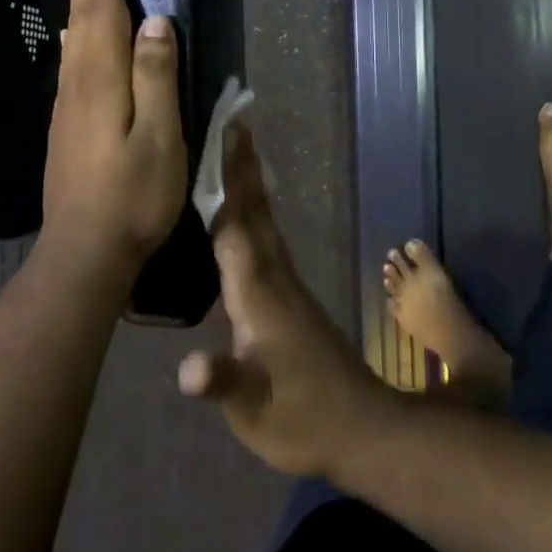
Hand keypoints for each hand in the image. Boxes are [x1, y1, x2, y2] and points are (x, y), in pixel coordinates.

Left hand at [40, 0, 188, 273]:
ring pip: (72, 38)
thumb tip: (157, 22)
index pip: (103, 12)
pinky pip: (69, 63)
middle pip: (81, 17)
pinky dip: (72, 35)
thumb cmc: (133, 197)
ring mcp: (66, 106)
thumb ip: (157, 77)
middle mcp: (77, 84)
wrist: (84, 251)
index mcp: (102, 81)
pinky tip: (71, 36)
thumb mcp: (160, 137)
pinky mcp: (65, 125)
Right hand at [178, 122, 390, 478]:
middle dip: (240, 166)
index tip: (221, 137)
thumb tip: (188, 369)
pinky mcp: (292, 296)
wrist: (364, 429)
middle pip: (254, 211)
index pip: (235, 227)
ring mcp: (286, 284)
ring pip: (263, 221)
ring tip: (236, 150)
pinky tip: (247, 210)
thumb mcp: (256, 411)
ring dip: (249, 182)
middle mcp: (274, 276)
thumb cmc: (303, 419)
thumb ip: (224, 383)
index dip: (225, 182)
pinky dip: (254, 210)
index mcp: (259, 293)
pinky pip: (266, 237)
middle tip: (231, 121)